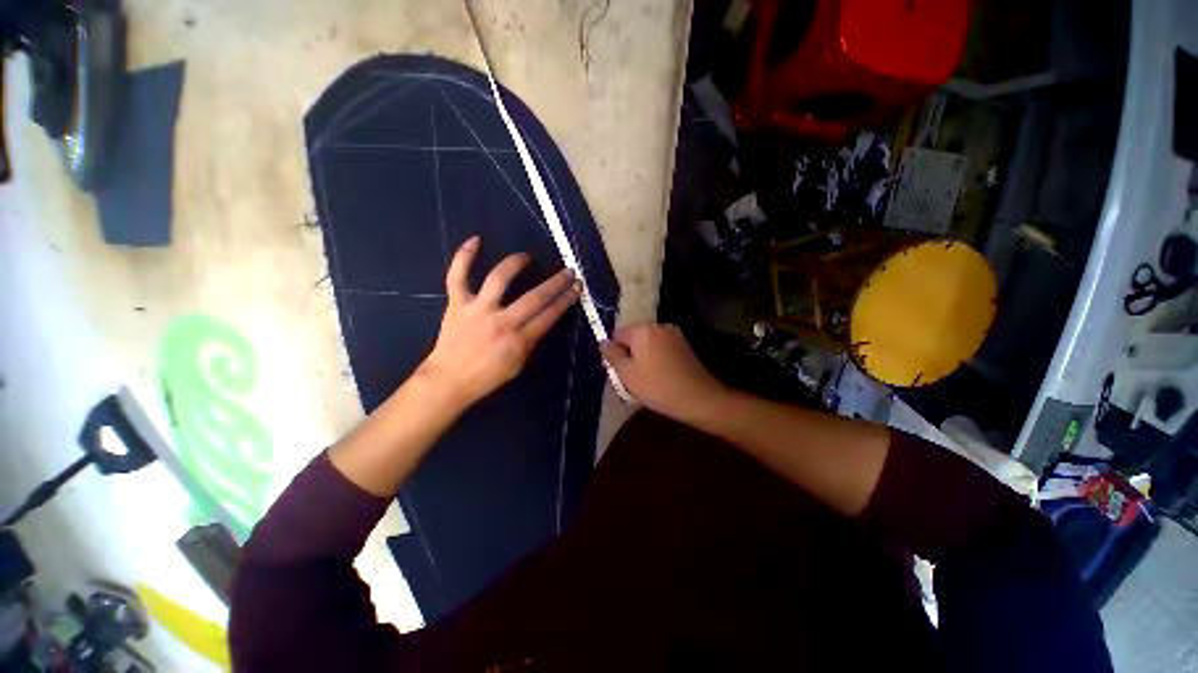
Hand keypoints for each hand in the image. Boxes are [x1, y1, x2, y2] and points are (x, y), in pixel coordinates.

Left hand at [416, 236, 579, 408]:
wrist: (449, 380)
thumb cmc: (487, 376)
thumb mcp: (518, 364)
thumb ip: (530, 340)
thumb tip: (541, 319)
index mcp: (519, 341)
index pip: (549, 315)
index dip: (566, 300)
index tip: (577, 287)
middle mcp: (501, 322)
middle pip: (534, 298)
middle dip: (556, 283)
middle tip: (569, 271)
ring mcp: (477, 310)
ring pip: (499, 280)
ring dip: (516, 264)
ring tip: (526, 257)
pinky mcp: (457, 304)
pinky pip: (457, 276)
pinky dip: (464, 256)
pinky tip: (476, 240)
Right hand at [600, 323, 729, 422]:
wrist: (698, 398)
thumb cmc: (656, 386)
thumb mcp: (626, 373)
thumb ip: (611, 355)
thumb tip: (603, 342)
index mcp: (643, 329)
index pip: (617, 334)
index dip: (614, 352)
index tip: (618, 371)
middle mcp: (659, 326)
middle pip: (633, 337)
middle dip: (629, 354)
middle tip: (630, 378)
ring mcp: (674, 335)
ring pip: (648, 344)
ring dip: (642, 357)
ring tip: (645, 380)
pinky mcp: (684, 346)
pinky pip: (661, 348)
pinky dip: (656, 359)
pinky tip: (659, 377)